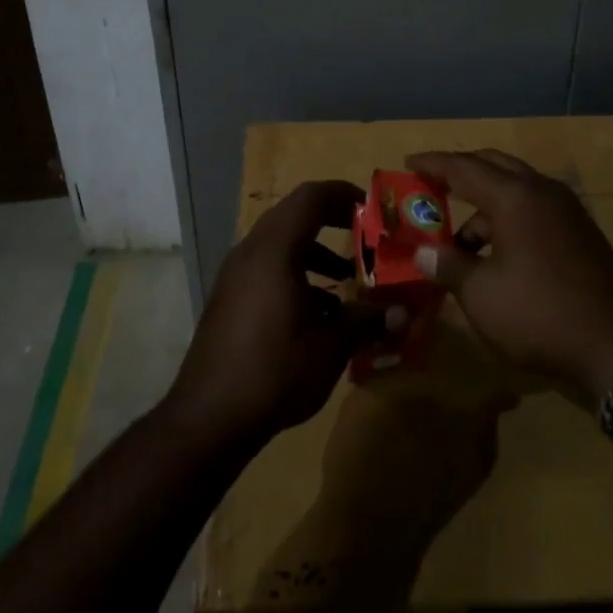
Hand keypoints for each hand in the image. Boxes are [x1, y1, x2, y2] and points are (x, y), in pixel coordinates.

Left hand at [167, 180, 378, 446]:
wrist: (208, 418)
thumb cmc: (275, 370)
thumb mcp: (332, 345)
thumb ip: (368, 320)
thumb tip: (404, 314)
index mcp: (274, 249)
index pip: (310, 197)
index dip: (344, 194)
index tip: (372, 209)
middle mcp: (250, 252)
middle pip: (294, 216)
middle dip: (332, 221)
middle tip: (365, 237)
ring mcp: (234, 275)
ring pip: (280, 244)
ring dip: (315, 252)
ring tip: (347, 279)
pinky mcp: (228, 299)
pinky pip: (266, 268)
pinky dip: (295, 274)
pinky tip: (317, 313)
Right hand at [407, 150, 612, 405]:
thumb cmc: (540, 314)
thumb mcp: (481, 294)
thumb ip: (448, 266)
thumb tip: (423, 252)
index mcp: (515, 196)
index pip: (463, 167)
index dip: (432, 164)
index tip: (407, 162)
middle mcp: (542, 192)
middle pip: (494, 165)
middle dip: (461, 172)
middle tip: (432, 185)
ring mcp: (567, 212)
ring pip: (517, 190)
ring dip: (484, 205)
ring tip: (459, 241)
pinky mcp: (582, 235)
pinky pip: (535, 210)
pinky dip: (508, 220)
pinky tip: (497, 255)